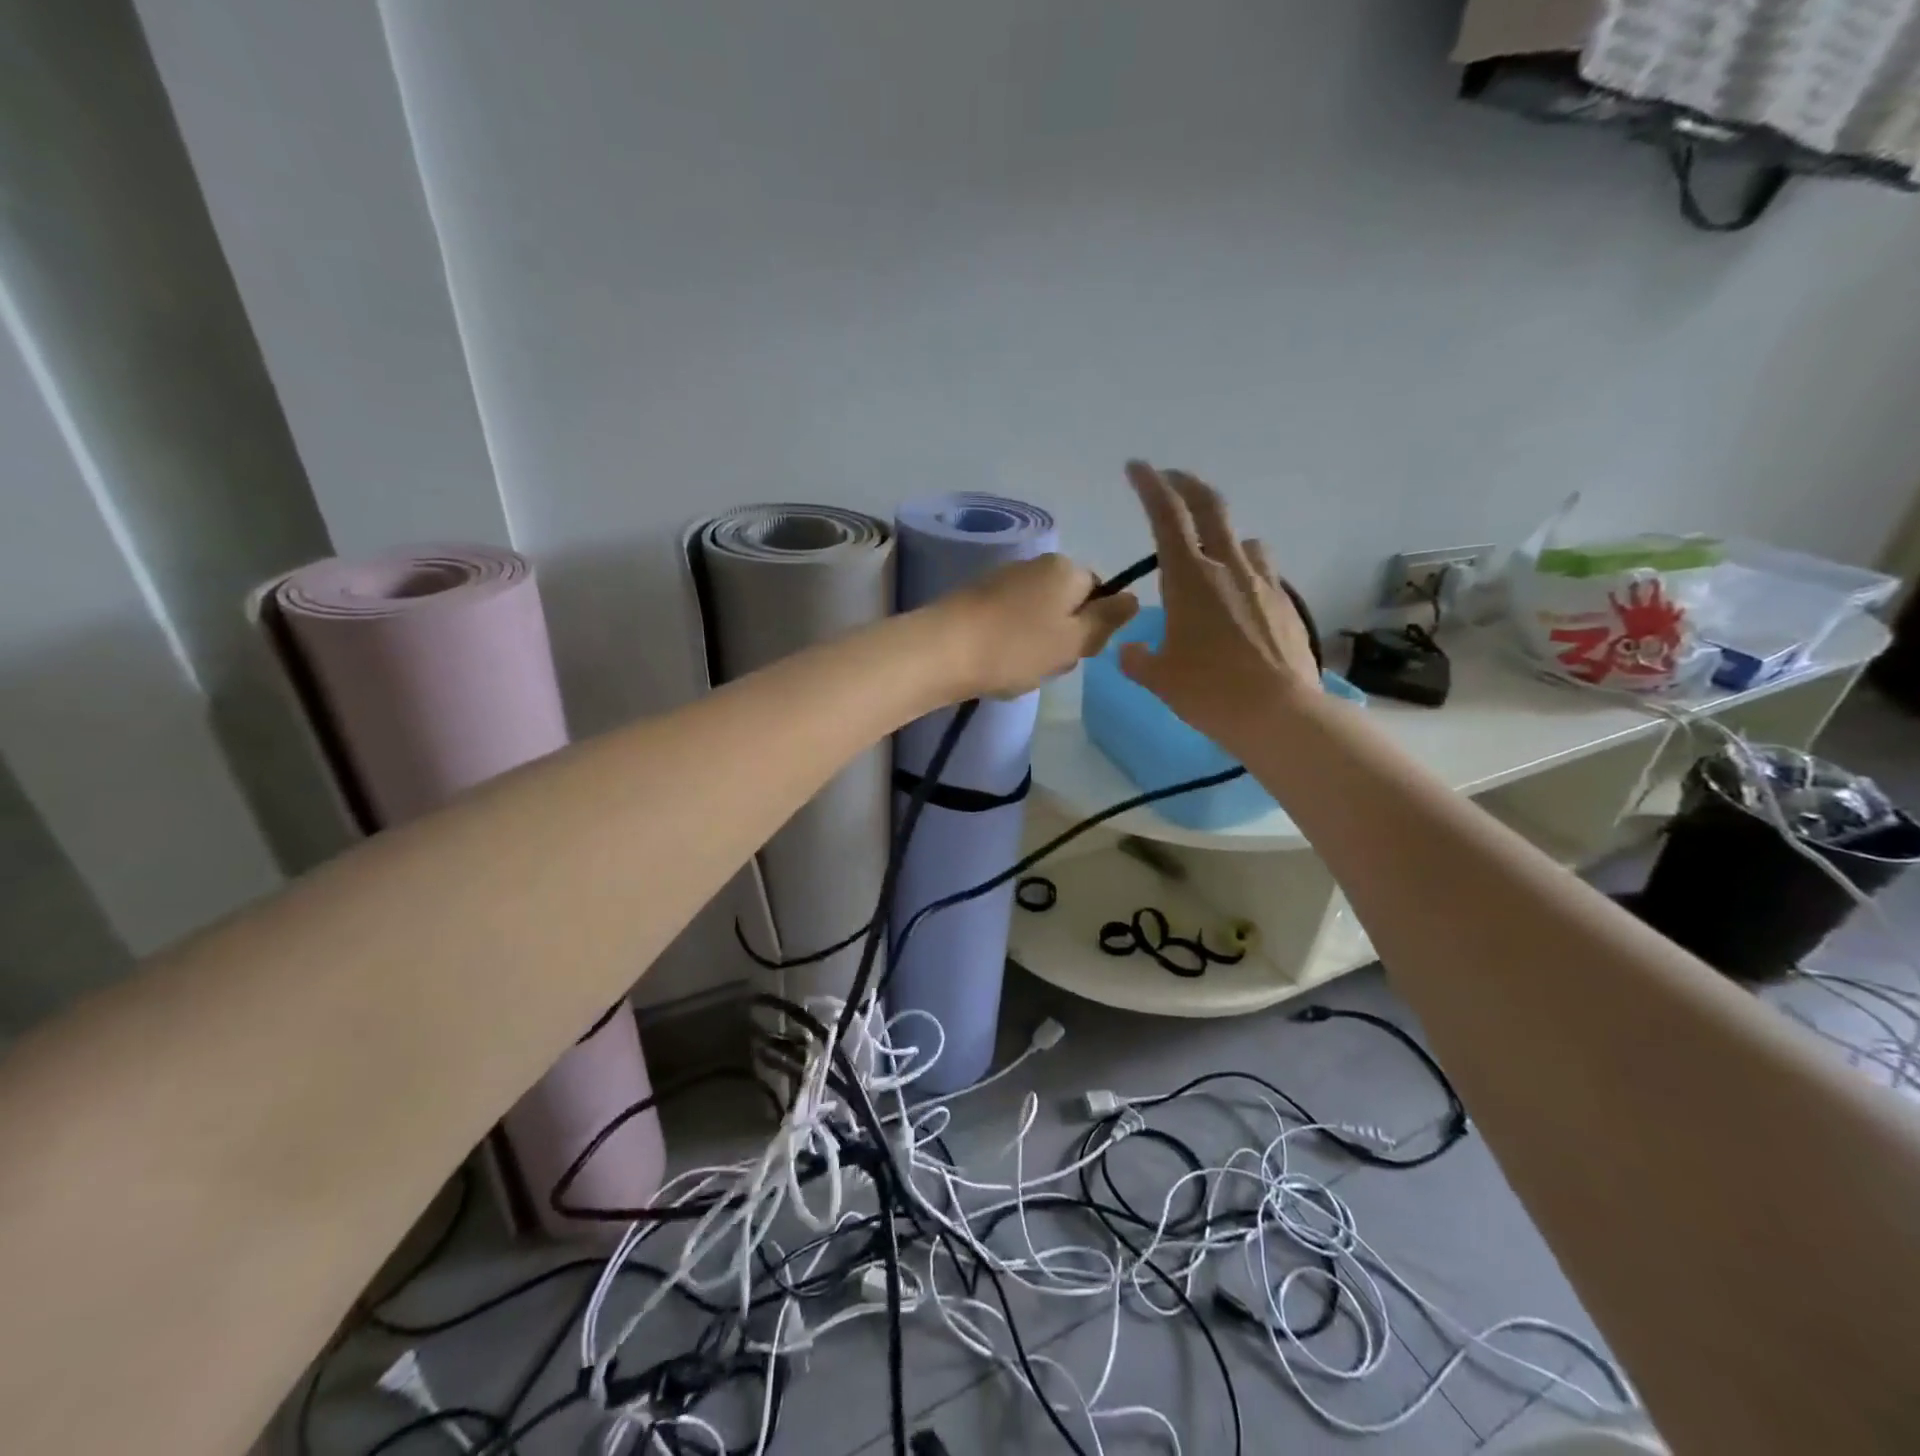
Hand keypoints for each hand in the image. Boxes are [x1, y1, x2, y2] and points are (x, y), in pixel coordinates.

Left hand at [937, 553, 1137, 698]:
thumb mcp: (1073, 640)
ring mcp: (1002, 580)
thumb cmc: (1016, 647)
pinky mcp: (976, 599)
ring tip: (1016, 669)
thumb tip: (1132, 598)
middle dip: (1062, 638)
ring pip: (1037, 618)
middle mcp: (1035, 564)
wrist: (942, 651)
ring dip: (1035, 646)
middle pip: (1067, 606)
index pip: (1099, 592)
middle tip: (1046, 664)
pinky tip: (995, 664)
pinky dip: (1008, 645)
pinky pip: (1008, 623)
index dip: (1094, 626)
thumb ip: (1106, 620)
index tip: (1078, 652)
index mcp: (1065, 568)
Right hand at [1119, 461, 1320, 746]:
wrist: (1279, 714)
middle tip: (1171, 479)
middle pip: (1210, 508)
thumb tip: (1130, 650)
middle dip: (1187, 486)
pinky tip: (1239, 603)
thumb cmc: (1210, 692)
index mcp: (1190, 579)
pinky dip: (1245, 573)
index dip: (1150, 486)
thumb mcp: (1160, 678)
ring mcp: (1263, 583)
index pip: (1167, 516)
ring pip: (1243, 540)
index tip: (1137, 467)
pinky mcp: (1286, 604)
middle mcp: (1228, 568)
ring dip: (1222, 537)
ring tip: (1210, 556)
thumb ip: (1139, 659)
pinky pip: (1262, 573)